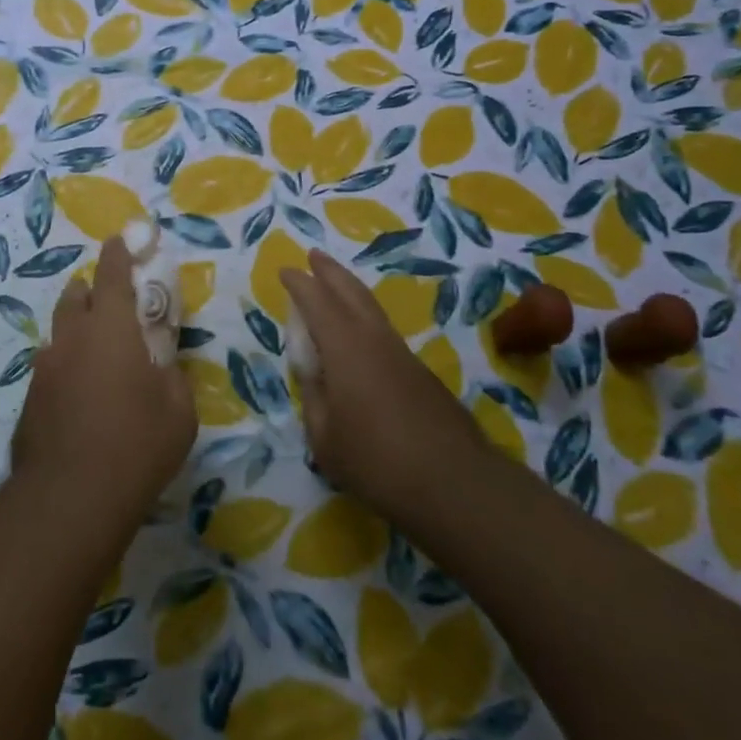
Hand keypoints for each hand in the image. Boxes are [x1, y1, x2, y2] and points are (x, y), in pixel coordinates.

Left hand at [11, 236, 196, 536]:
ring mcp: (45, 368)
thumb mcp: (179, 411)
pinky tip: (79, 397)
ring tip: (96, 357)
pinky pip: (51, 368)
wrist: (69, 498)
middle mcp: (72, 338)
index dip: (118, 254)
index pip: (112, 275)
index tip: (119, 240)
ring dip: (77, 331)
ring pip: (60, 333)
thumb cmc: (136, 446)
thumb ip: (173, 376)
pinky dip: (66, 367)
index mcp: (111, 329)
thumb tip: (163, 367)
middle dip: (91, 290)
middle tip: (109, 303)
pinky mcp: (29, 399)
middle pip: (77, 297)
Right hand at [283, 251, 488, 527]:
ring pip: (372, 309)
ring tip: (336, 286)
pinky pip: (384, 331)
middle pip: (351, 292)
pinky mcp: (421, 374)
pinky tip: (362, 336)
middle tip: (314, 256)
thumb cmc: (376, 461)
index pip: (317, 302)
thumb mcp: (325, 437)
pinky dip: (366, 319)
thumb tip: (314, 375)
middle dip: (330, 272)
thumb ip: (314, 398)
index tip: (286, 270)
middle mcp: (374, 339)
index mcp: (345, 347)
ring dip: (351, 291)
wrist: (454, 483)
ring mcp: (402, 354)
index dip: (300, 284)